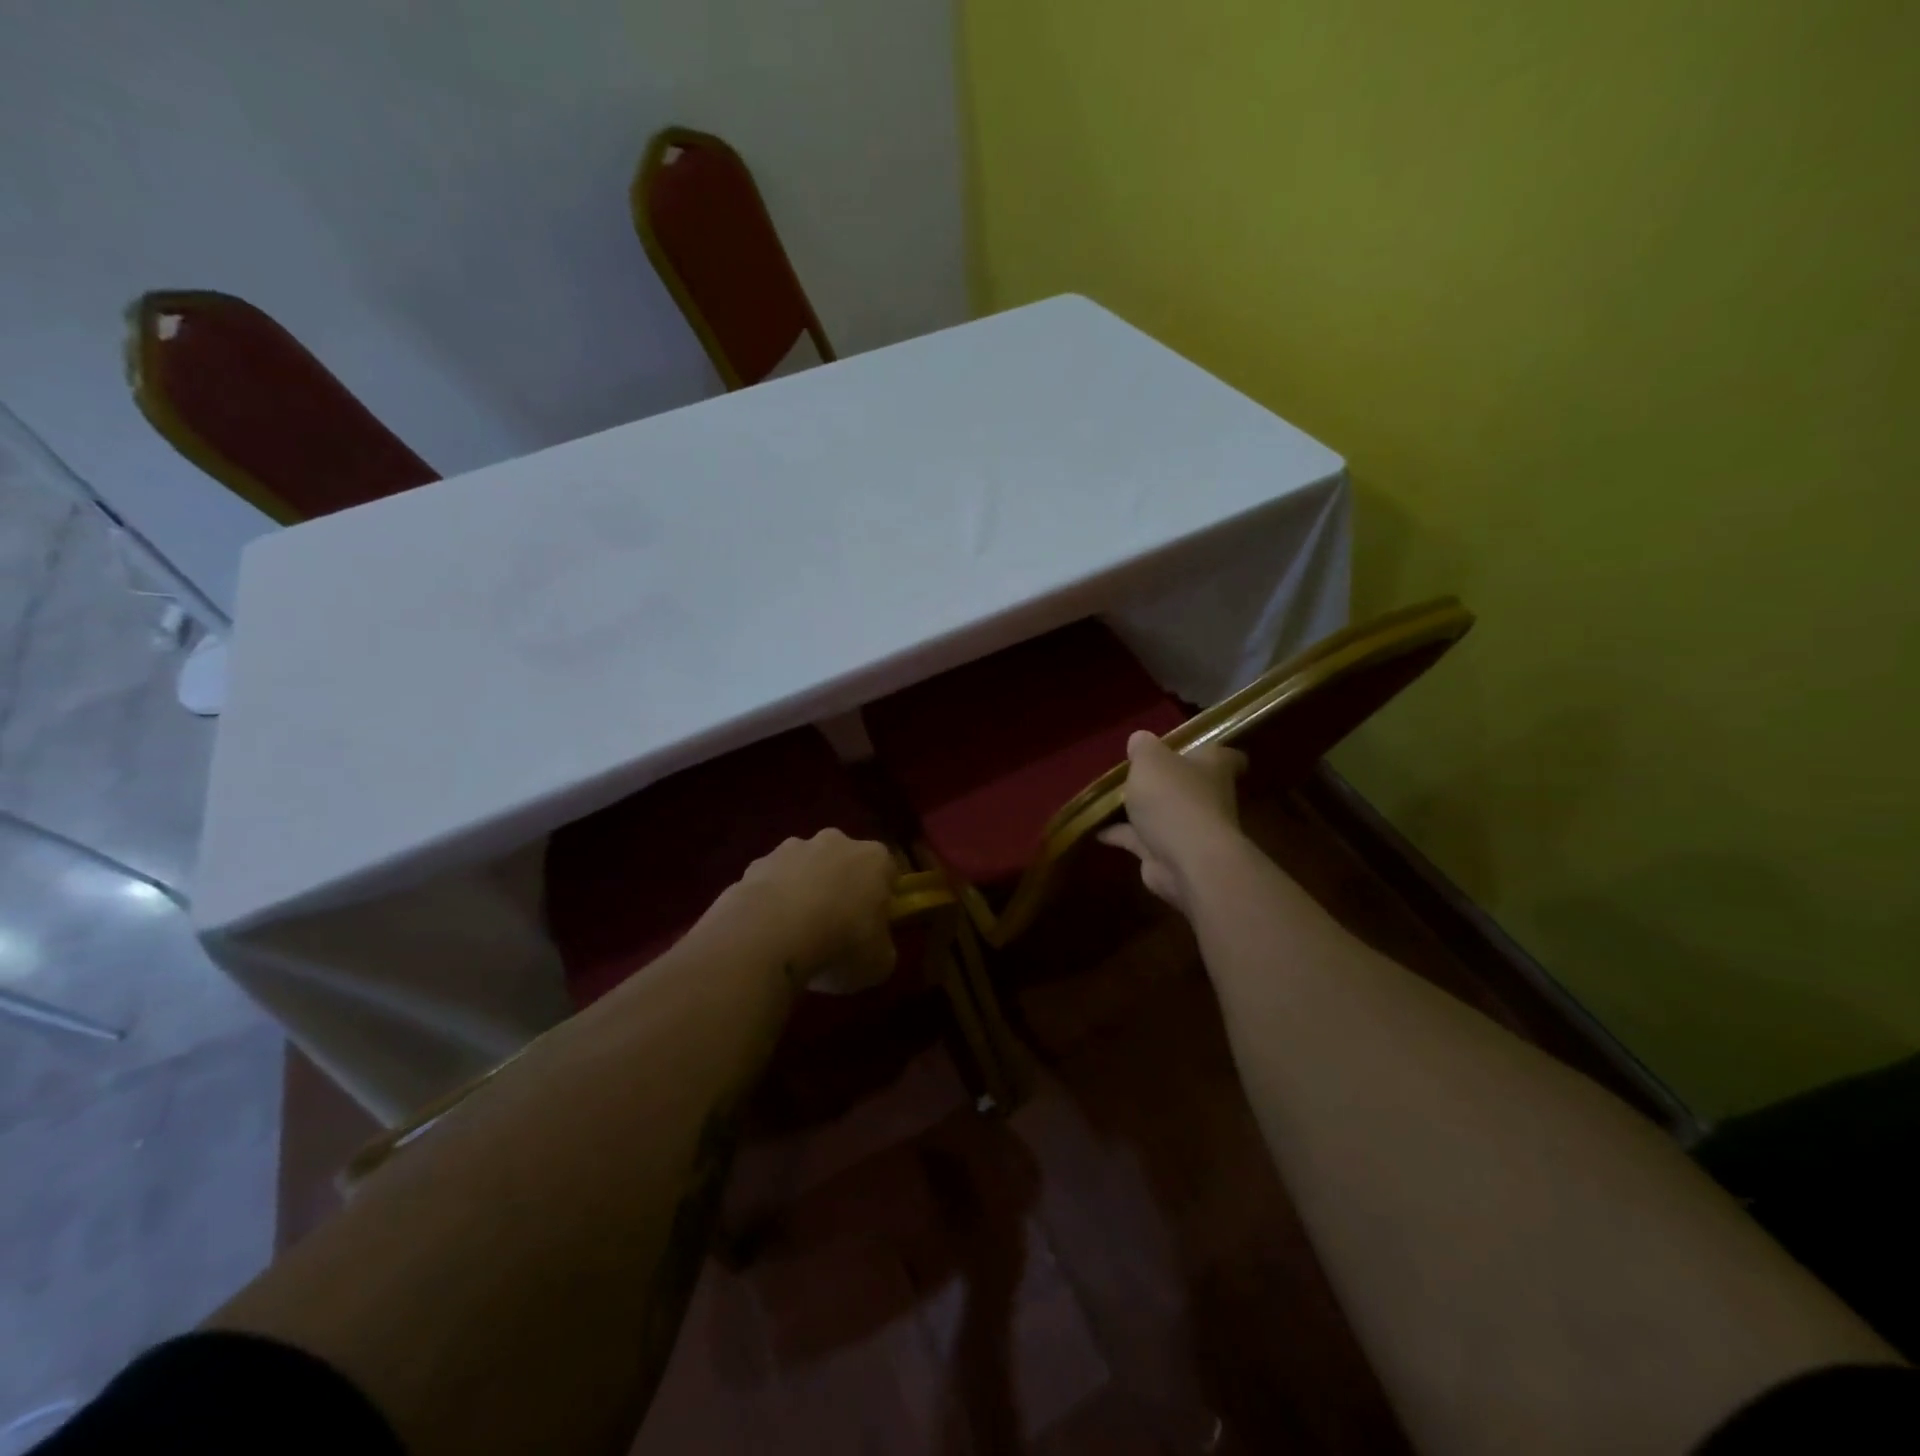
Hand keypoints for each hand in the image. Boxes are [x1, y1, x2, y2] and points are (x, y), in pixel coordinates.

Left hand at [733, 829, 897, 993]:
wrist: (769, 936)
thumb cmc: (840, 944)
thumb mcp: (878, 962)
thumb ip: (881, 947)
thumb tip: (874, 946)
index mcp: (874, 859)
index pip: (888, 871)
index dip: (882, 898)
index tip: (874, 925)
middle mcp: (835, 842)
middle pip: (843, 861)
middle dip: (840, 886)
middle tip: (835, 927)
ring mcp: (790, 849)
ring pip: (803, 868)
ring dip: (802, 891)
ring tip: (794, 933)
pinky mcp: (754, 864)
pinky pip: (769, 884)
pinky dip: (769, 902)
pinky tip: (765, 933)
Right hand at [1098, 731, 1246, 914]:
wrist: (1185, 860)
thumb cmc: (1173, 798)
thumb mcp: (1150, 759)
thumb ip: (1143, 747)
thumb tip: (1140, 739)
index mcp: (1213, 767)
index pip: (1227, 756)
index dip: (1210, 752)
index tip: (1191, 748)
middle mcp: (1208, 797)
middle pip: (1190, 785)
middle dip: (1167, 781)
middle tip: (1137, 772)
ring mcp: (1190, 829)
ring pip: (1164, 814)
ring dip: (1142, 810)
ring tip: (1110, 800)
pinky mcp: (1168, 855)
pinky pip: (1141, 839)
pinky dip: (1121, 835)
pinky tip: (1096, 829)